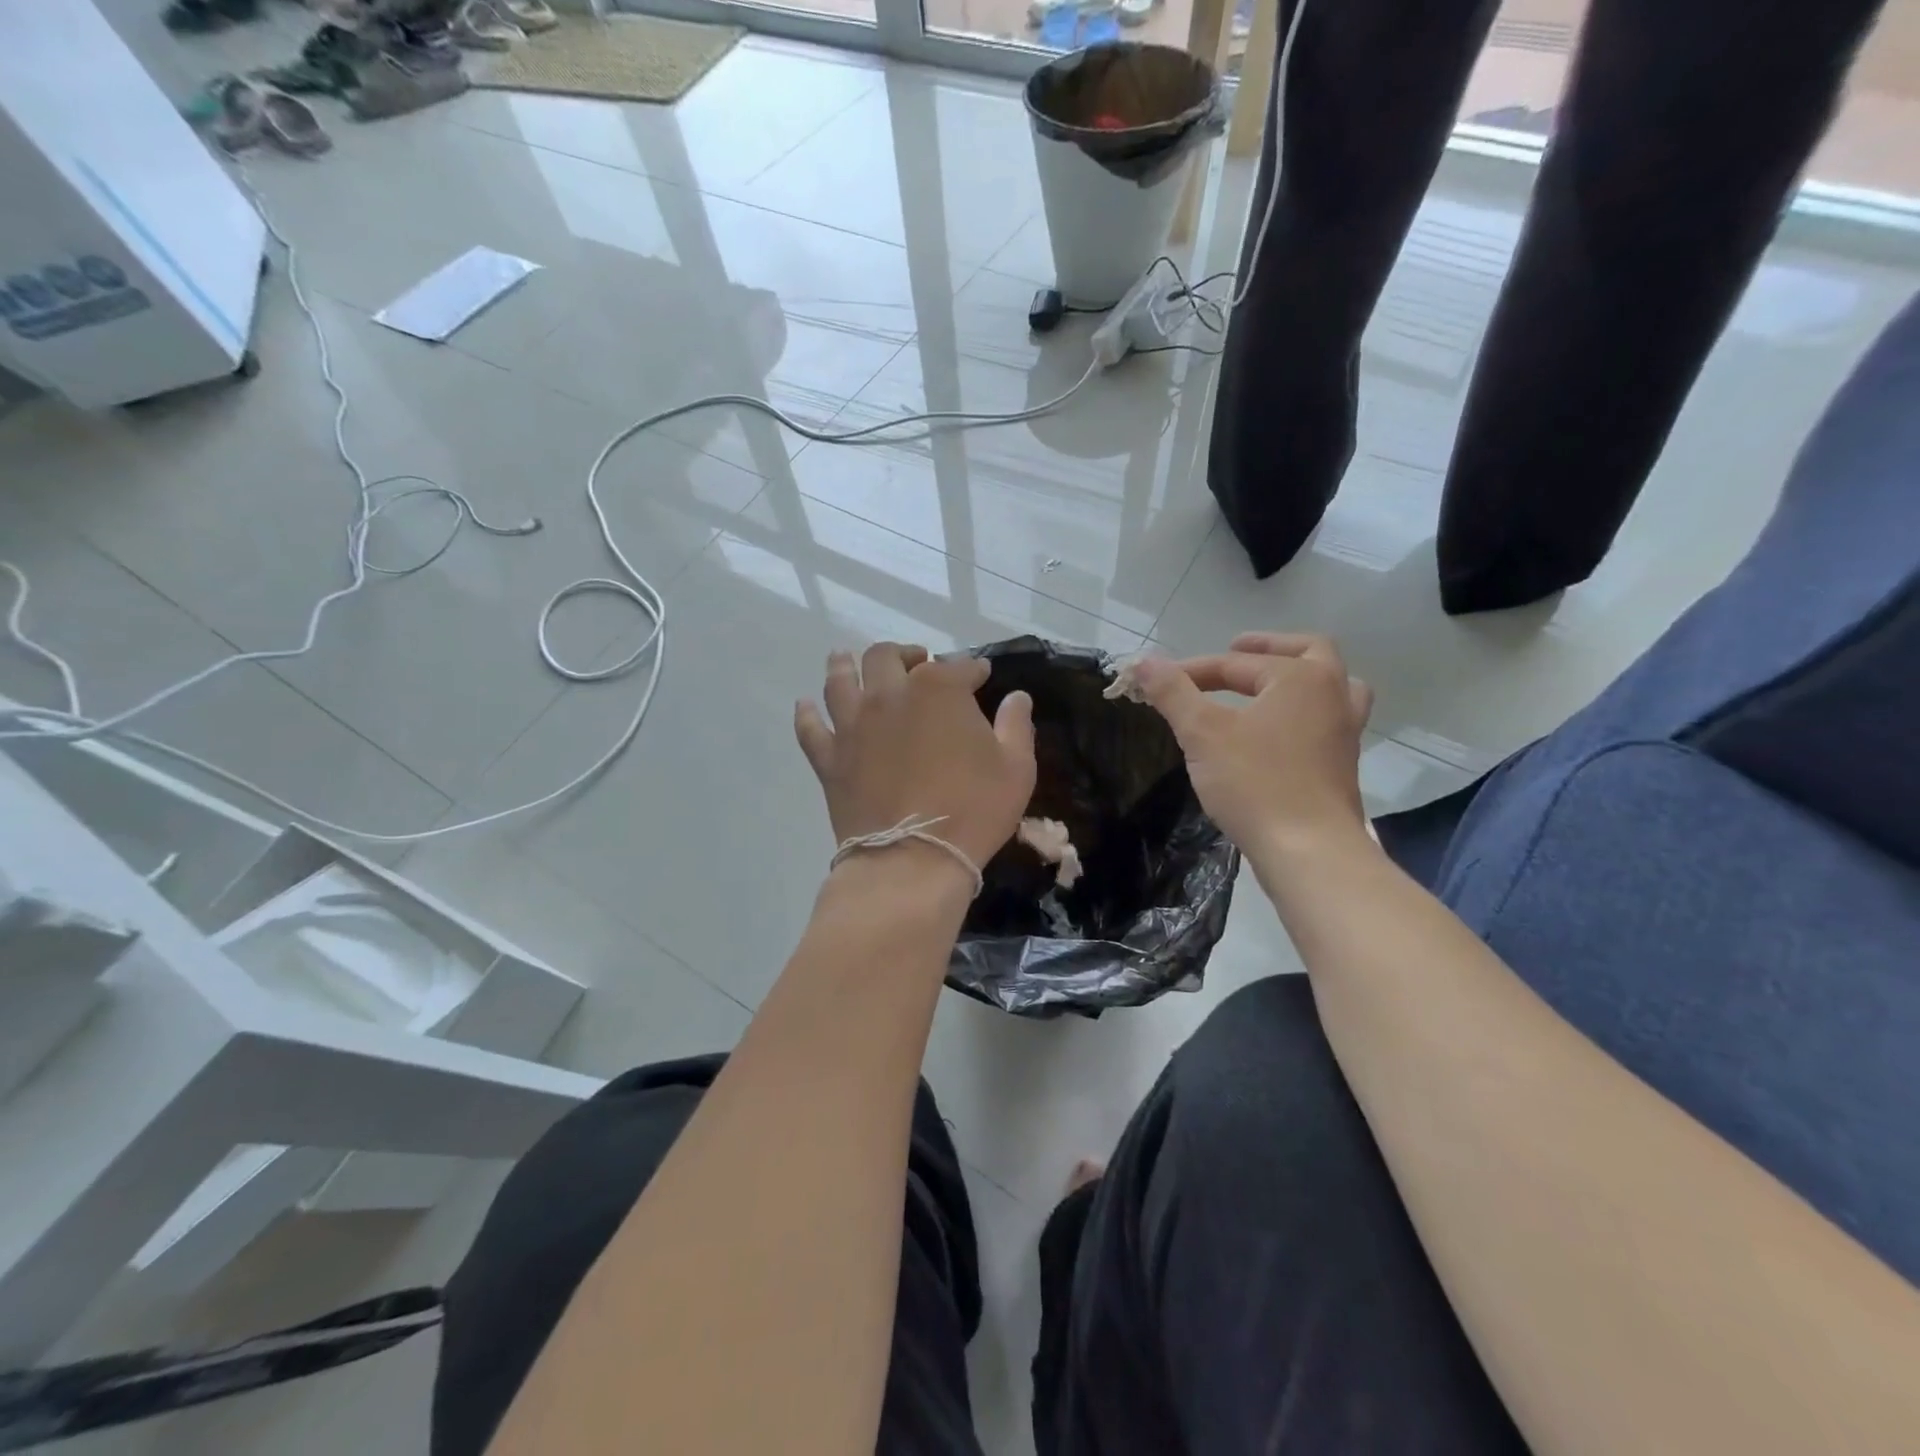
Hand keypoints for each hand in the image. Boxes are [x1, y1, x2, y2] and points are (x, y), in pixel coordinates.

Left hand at [795, 644, 1036, 880]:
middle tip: (914, 662)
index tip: (980, 675)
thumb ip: (1016, 725)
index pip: (958, 667)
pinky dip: (807, 713)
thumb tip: (1017, 697)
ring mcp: (853, 725)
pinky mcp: (829, 758)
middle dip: (904, 654)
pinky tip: (807, 706)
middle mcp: (889, 695)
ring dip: (846, 665)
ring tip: (847, 660)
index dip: (973, 669)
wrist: (912, 859)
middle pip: (887, 657)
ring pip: (840, 679)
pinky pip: (810, 727)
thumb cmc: (973, 811)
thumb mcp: (1016, 768)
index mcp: (937, 690)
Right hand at [1131, 633, 1372, 856]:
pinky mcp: (1343, 764)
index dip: (1192, 670)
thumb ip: (1174, 692)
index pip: (1235, 664)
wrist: (1308, 850)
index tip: (1157, 682)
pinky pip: (1327, 720)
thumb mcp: (1202, 733)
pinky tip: (1278, 731)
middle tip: (1235, 648)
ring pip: (1330, 687)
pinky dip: (1303, 712)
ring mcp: (1345, 731)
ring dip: (1299, 678)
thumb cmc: (1254, 783)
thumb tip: (1144, 661)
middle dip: (1268, 648)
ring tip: (1269, 684)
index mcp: (1301, 677)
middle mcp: (1333, 695)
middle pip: (1308, 653)